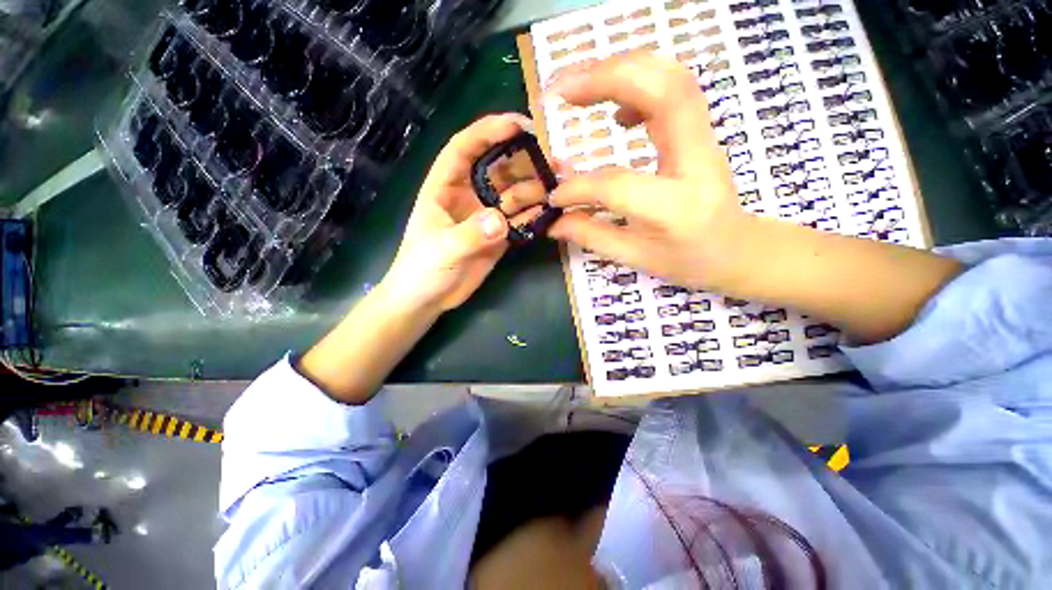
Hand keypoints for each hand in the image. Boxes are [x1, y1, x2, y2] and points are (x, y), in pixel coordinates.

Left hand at [382, 113, 545, 311]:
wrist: (427, 300)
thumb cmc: (421, 270)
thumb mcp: (442, 250)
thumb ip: (469, 235)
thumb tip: (500, 221)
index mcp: (445, 187)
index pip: (465, 148)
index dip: (490, 131)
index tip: (520, 125)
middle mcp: (469, 196)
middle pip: (498, 168)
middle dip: (524, 160)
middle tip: (554, 160)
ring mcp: (486, 217)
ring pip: (514, 193)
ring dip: (535, 188)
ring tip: (559, 188)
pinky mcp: (499, 236)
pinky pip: (520, 220)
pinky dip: (534, 215)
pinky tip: (550, 212)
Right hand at [546, 53, 751, 292]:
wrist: (737, 247)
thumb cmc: (688, 259)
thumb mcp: (635, 257)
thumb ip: (591, 236)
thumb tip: (553, 221)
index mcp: (675, 206)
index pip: (616, 183)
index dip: (577, 188)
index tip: (554, 195)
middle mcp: (696, 160)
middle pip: (662, 91)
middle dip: (604, 78)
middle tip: (560, 90)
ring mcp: (704, 138)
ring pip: (669, 78)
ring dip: (619, 71)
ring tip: (577, 87)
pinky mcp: (699, 131)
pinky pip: (671, 89)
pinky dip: (637, 84)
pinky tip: (614, 109)